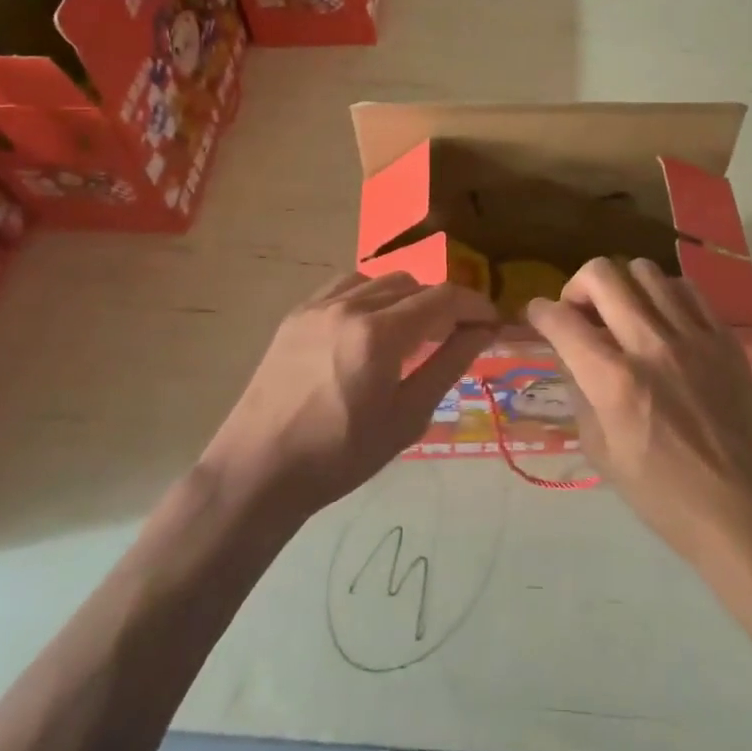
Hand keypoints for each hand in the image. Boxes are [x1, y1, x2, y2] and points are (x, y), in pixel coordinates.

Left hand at [204, 272, 496, 515]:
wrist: (258, 470)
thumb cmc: (340, 456)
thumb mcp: (406, 417)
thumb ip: (448, 365)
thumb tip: (482, 332)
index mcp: (379, 334)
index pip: (443, 299)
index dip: (475, 306)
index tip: (492, 322)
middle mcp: (350, 306)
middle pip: (415, 284)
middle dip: (444, 304)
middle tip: (456, 336)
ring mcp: (319, 305)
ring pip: (382, 280)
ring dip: (409, 298)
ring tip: (414, 332)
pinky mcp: (298, 313)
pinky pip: (348, 286)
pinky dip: (373, 295)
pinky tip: (374, 324)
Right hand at [526, 258, 751, 560]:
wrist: (744, 509)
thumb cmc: (664, 495)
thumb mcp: (601, 453)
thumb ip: (579, 393)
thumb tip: (570, 354)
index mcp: (616, 382)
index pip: (562, 321)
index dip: (538, 311)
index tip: (536, 315)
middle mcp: (652, 346)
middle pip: (602, 275)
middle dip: (576, 286)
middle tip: (579, 311)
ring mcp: (693, 336)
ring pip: (645, 270)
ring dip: (621, 285)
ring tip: (622, 312)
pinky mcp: (724, 337)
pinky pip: (686, 288)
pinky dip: (663, 293)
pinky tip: (661, 318)